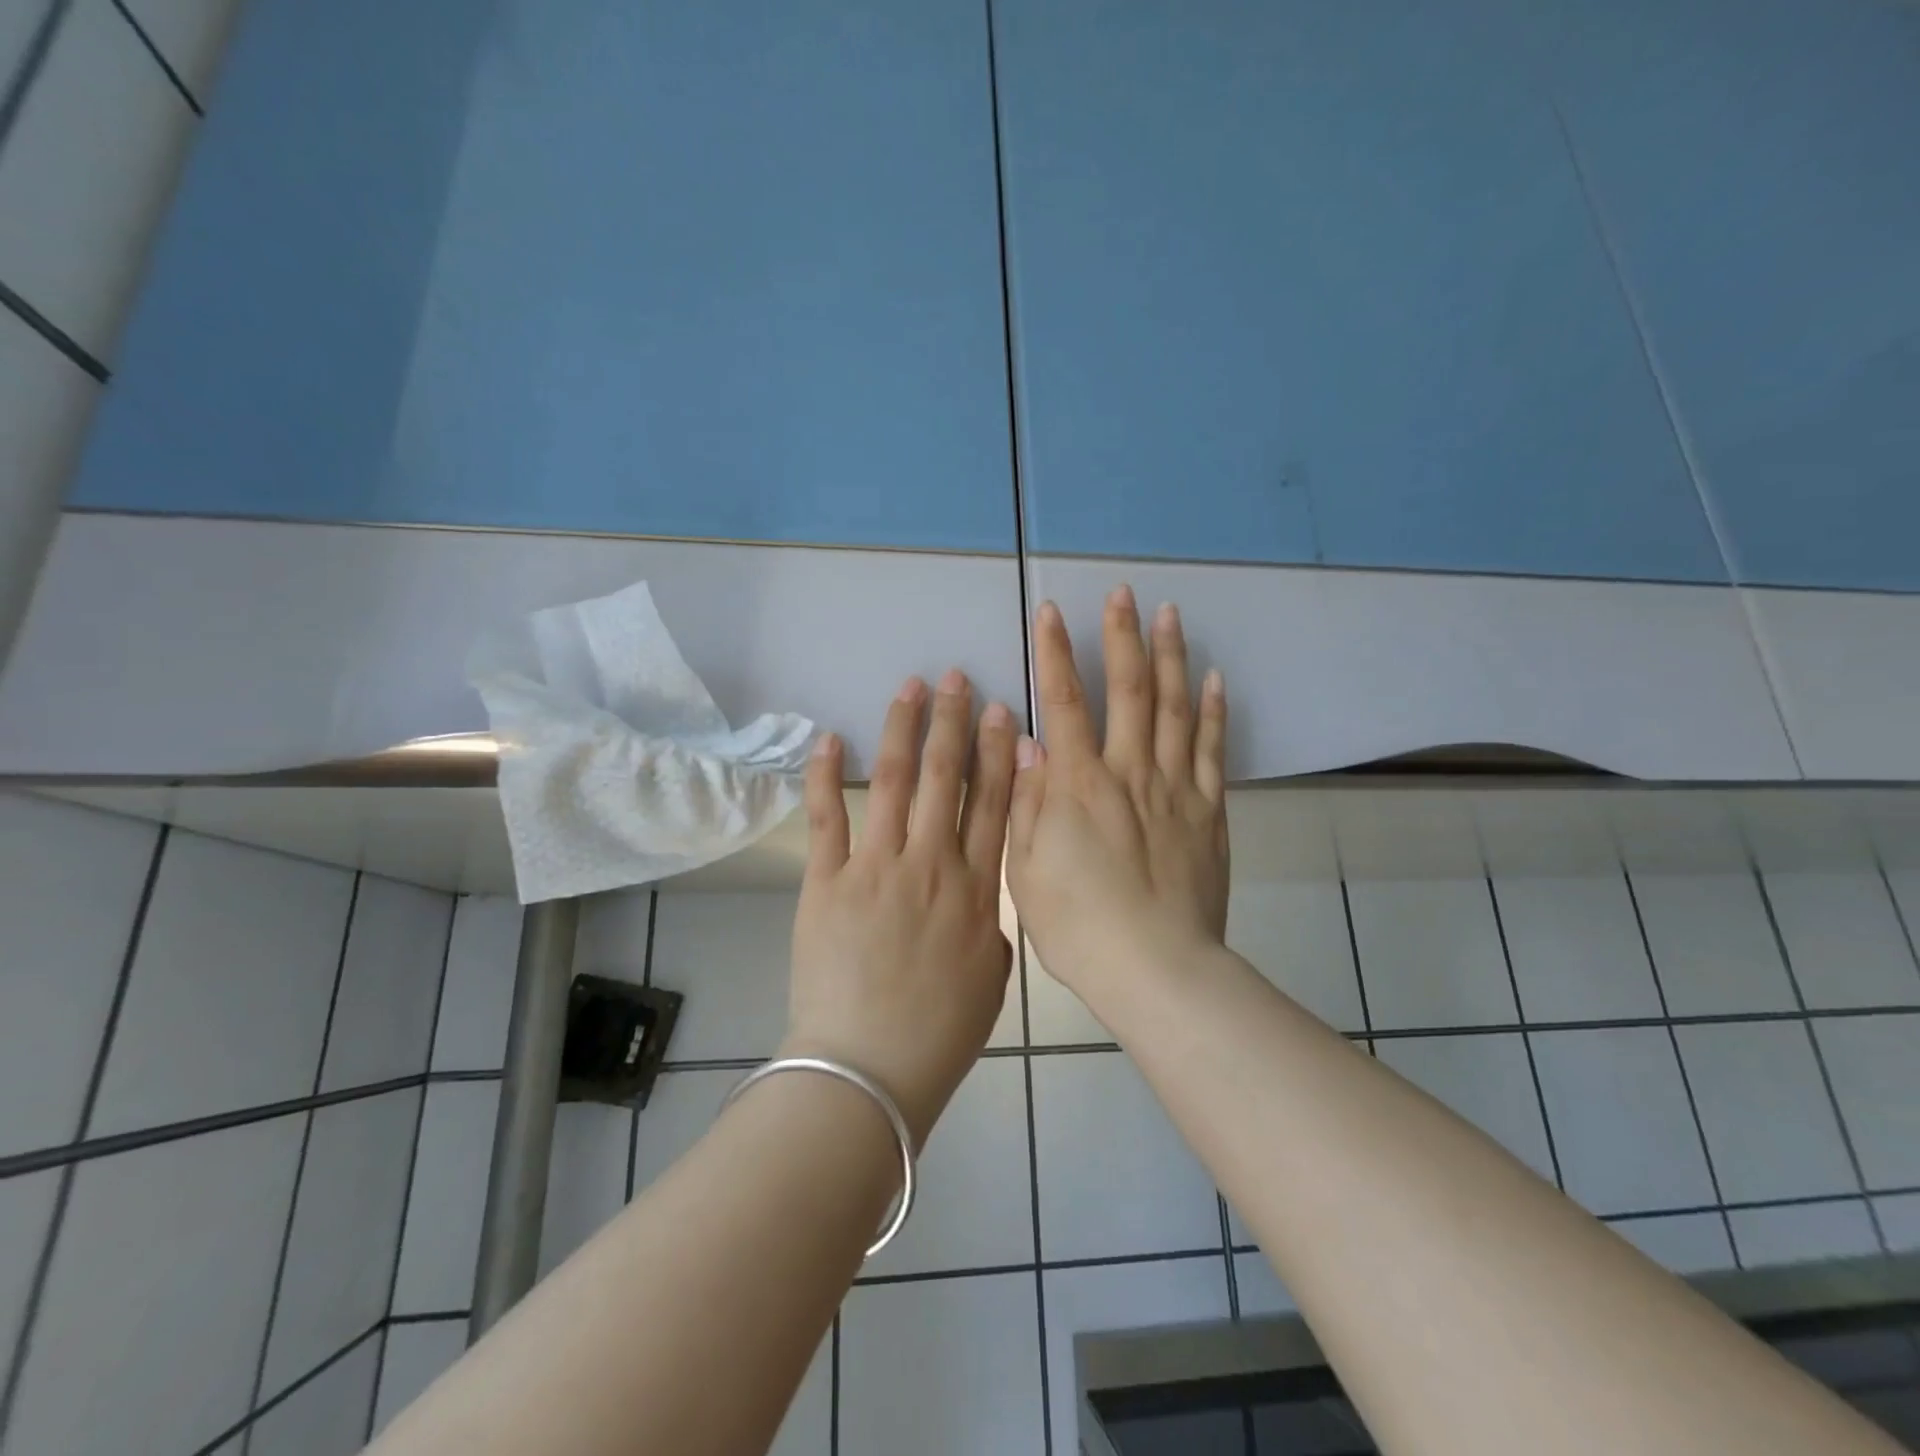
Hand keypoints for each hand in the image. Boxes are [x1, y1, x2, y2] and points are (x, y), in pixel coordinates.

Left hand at [783, 669, 1015, 1146]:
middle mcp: (930, 864)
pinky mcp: (826, 882)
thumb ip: (992, 925)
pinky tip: (831, 737)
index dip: (998, 753)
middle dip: (953, 722)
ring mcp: (875, 868)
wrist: (868, 1069)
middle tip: (957, 679)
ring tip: (910, 688)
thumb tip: (981, 893)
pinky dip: (826, 775)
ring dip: (903, 729)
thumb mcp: (992, 978)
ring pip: (894, 782)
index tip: (1002, 712)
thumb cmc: (939, 1033)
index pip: (994, 803)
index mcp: (975, 889)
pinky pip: (826, 818)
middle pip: (946, 778)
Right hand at [1006, 589, 1229, 1008]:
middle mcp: (1128, 772)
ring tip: (1170, 614)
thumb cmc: (1079, 925)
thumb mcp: (1027, 869)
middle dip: (1122, 636)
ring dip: (1171, 657)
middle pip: (1128, 690)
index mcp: (1078, 785)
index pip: (1063, 702)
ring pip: (1174, 708)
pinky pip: (1211, 750)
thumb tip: (1029, 745)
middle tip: (1123, 593)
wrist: (1156, 969)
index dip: (1055, 653)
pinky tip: (1213, 679)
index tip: (1051, 612)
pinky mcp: (1209, 811)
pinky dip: (1212, 711)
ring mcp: (1175, 788)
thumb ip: (1028, 802)